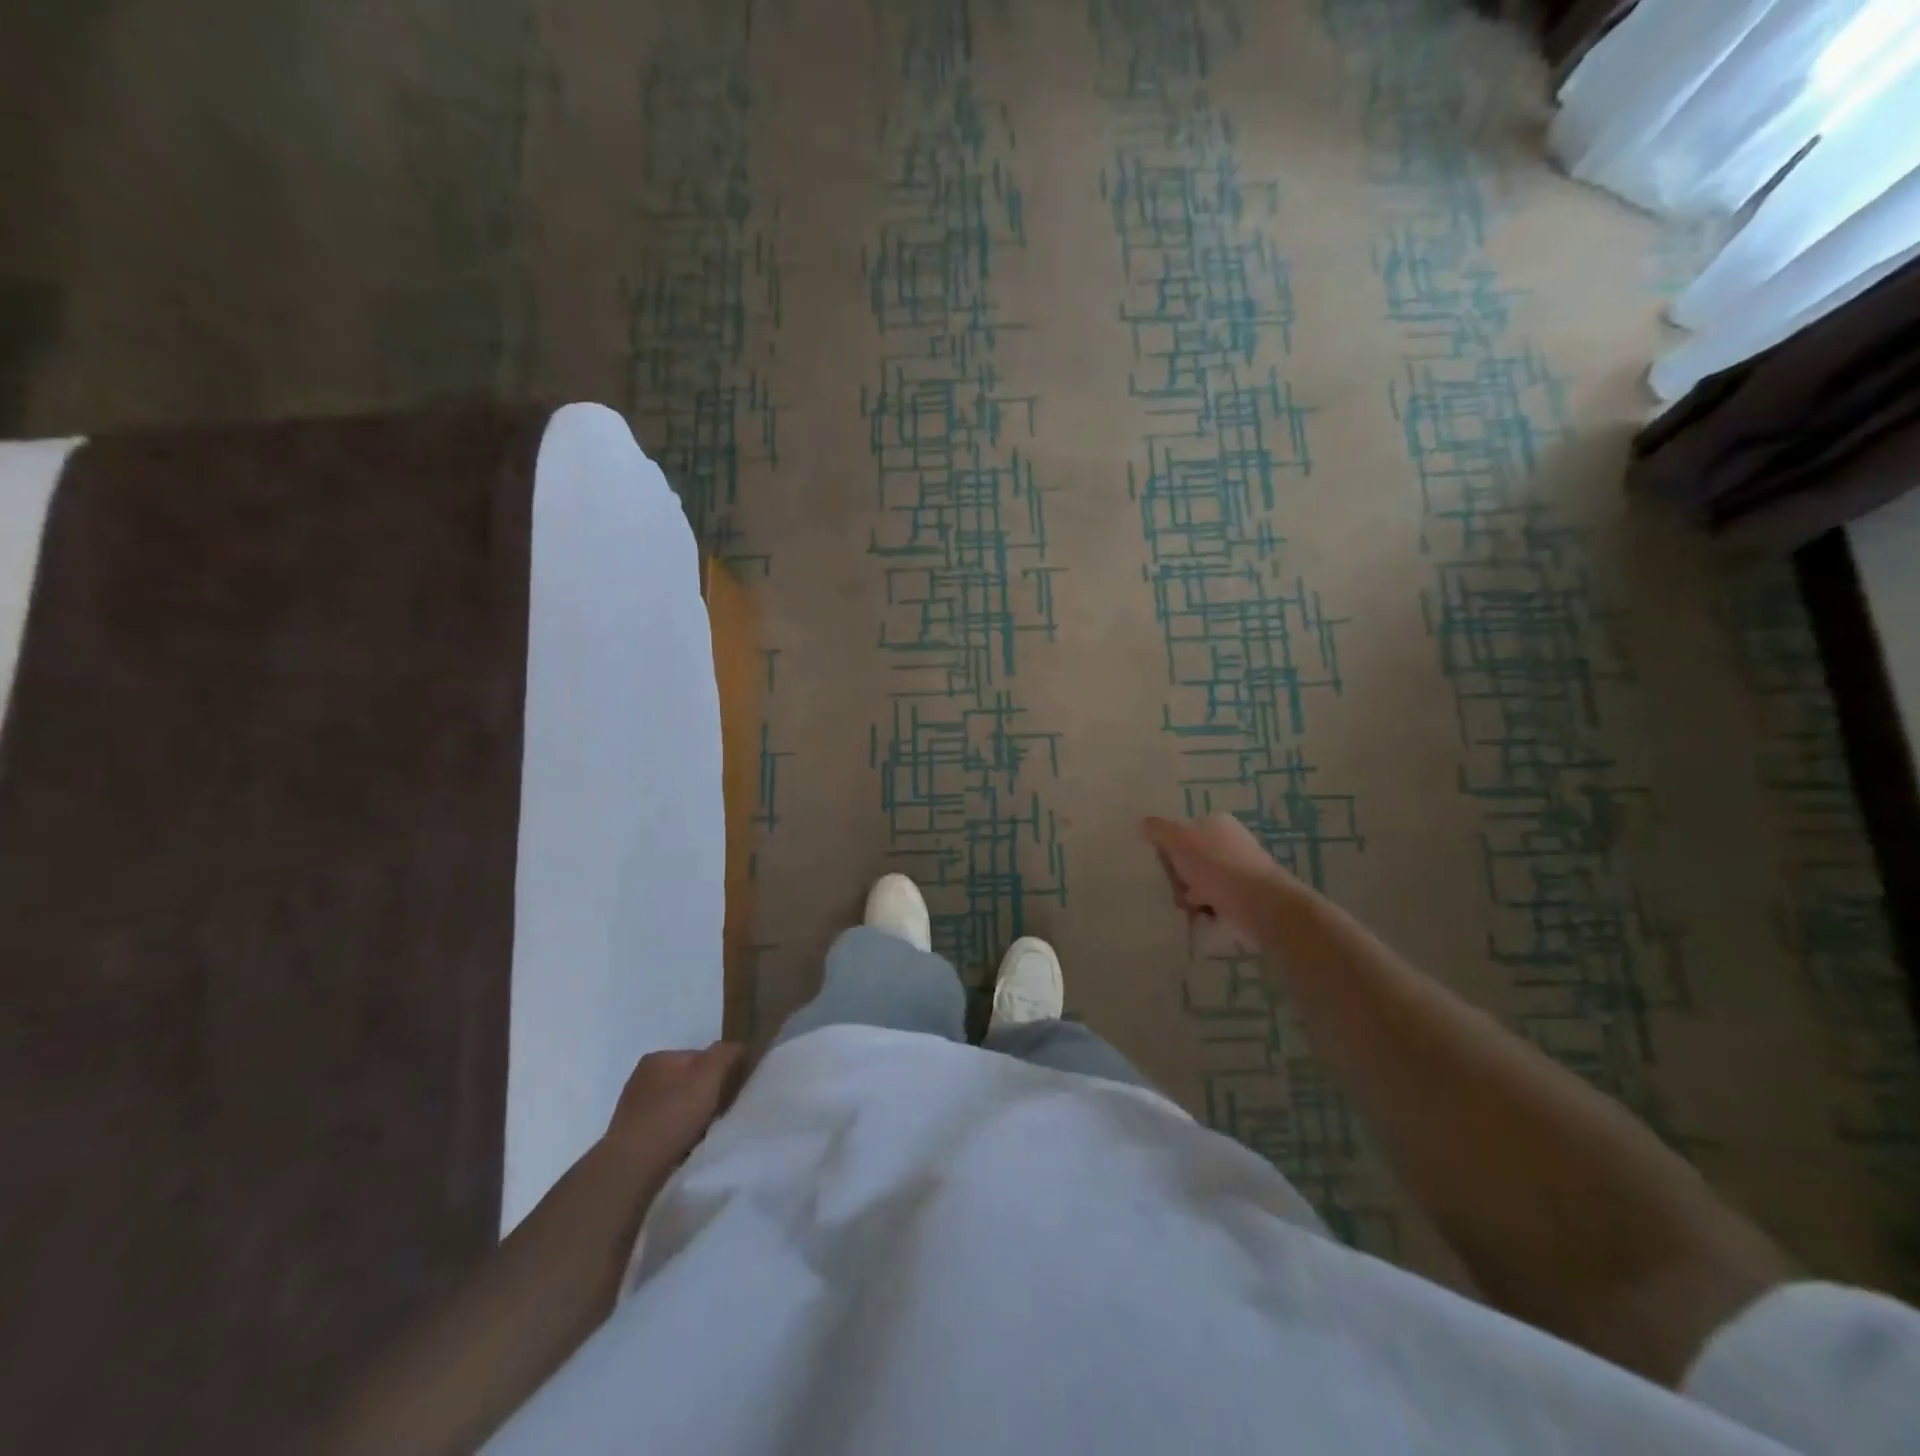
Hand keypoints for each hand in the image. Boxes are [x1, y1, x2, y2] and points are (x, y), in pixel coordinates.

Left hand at [605, 1042, 745, 1171]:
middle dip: (704, 1095)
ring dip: (690, 1116)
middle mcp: (641, 1078)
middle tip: (719, 1114)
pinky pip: (664, 1128)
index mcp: (658, 1058)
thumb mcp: (710, 1074)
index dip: (720, 1072)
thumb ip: (727, 1054)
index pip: (700, 1056)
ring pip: (676, 1106)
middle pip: (687, 1081)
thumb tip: (739, 1047)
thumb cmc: (672, 1114)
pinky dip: (676, 1135)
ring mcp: (632, 1109)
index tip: (731, 1092)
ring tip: (702, 1134)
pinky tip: (683, 1147)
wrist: (632, 1167)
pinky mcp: (629, 1137)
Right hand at [1141, 813, 1291, 940]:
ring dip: (1190, 894)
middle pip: (1190, 857)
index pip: (1182, 830)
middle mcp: (1229, 841)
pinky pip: (1215, 898)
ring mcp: (1238, 868)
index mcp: (1216, 822)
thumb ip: (1158, 830)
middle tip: (1175, 887)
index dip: (1168, 848)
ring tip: (1188, 906)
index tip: (1162, 864)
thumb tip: (1141, 822)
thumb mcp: (1179, 841)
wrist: (1260, 904)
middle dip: (1178, 875)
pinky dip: (1206, 907)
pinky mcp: (1244, 894)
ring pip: (1200, 880)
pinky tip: (1202, 915)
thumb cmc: (1216, 866)